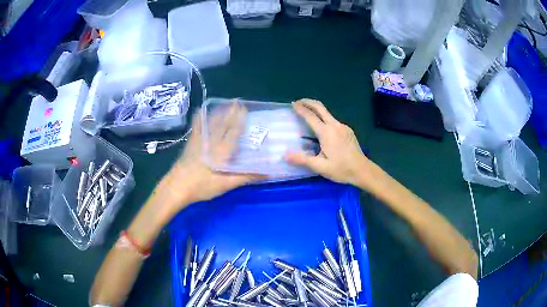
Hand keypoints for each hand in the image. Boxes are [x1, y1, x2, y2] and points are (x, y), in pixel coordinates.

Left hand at [156, 102, 262, 213]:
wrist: (177, 186)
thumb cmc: (202, 186)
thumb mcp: (226, 184)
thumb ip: (246, 176)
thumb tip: (268, 172)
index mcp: (222, 150)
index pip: (233, 131)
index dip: (239, 119)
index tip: (245, 108)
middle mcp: (211, 141)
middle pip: (223, 124)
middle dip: (231, 112)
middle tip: (237, 102)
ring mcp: (199, 140)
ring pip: (211, 123)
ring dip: (219, 112)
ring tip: (225, 104)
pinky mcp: (191, 143)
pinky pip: (197, 126)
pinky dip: (200, 118)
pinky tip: (200, 111)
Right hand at [285, 99, 369, 185]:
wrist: (362, 171)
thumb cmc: (341, 169)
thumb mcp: (320, 167)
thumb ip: (302, 159)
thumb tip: (284, 155)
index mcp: (326, 132)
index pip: (310, 116)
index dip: (300, 109)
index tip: (292, 104)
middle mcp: (335, 125)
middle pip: (320, 108)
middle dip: (308, 102)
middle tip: (298, 102)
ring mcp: (343, 127)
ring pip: (327, 113)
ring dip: (316, 110)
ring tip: (307, 113)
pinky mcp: (348, 130)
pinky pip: (333, 120)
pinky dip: (324, 118)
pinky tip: (321, 127)